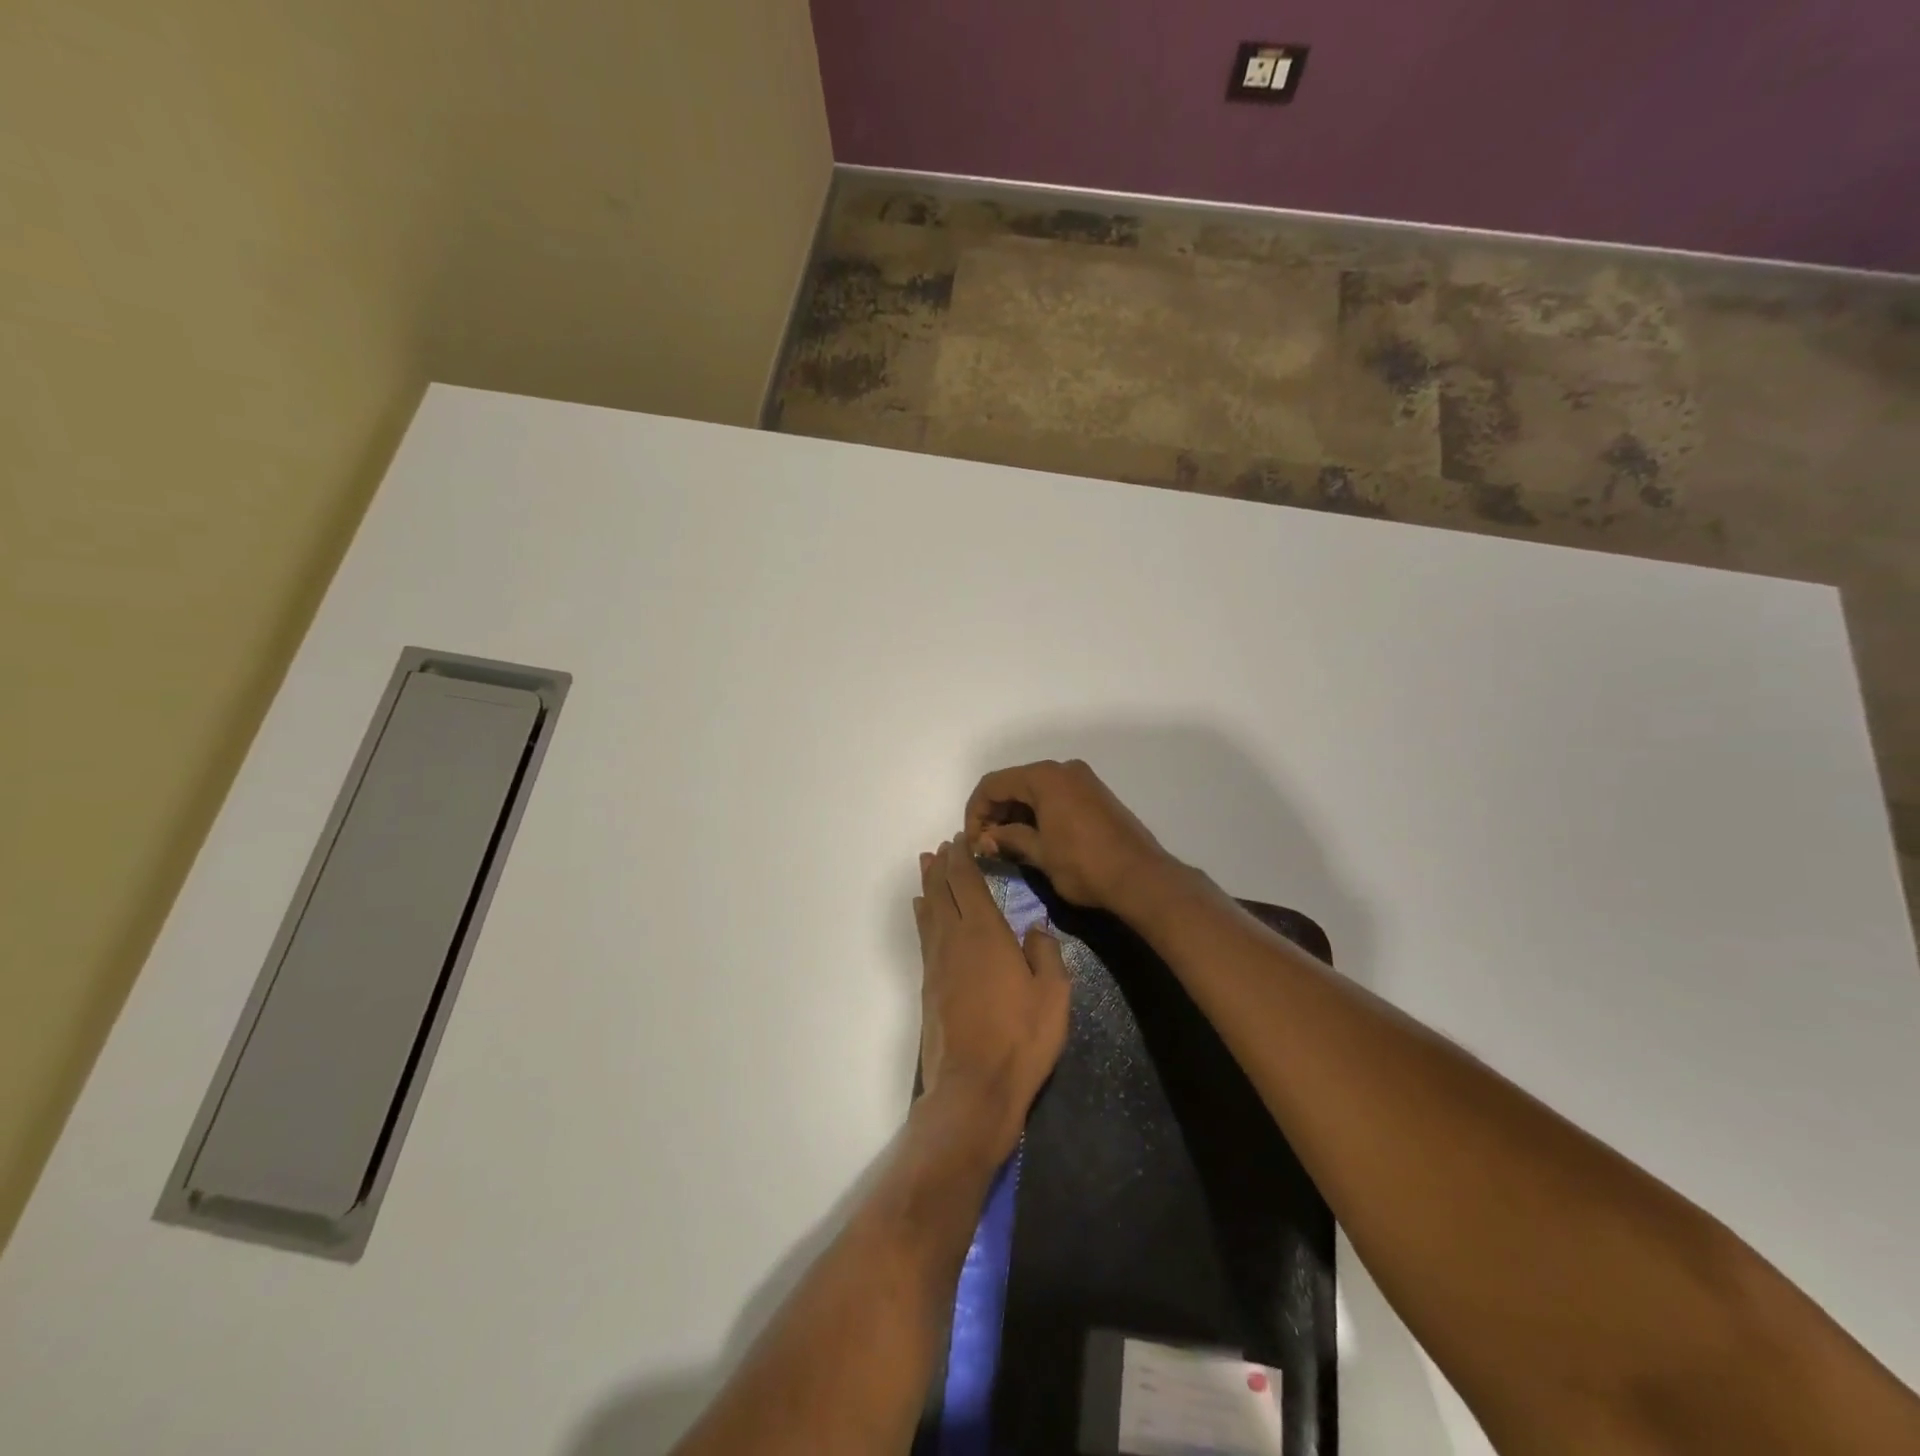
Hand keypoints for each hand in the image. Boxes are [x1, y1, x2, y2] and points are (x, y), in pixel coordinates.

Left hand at [914, 838, 1070, 1160]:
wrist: (974, 1087)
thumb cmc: (1021, 1037)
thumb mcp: (1053, 993)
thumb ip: (1045, 953)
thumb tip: (1035, 927)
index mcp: (985, 932)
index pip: (968, 882)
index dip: (962, 858)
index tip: (959, 840)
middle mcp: (954, 939)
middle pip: (942, 891)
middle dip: (942, 865)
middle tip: (942, 846)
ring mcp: (937, 963)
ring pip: (929, 911)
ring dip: (928, 885)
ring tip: (926, 866)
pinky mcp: (929, 986)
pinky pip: (925, 936)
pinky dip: (923, 916)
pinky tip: (923, 912)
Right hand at [963, 759, 1173, 912]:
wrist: (1141, 878)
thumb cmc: (1084, 865)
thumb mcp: (1039, 853)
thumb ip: (1008, 839)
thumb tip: (984, 839)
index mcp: (1045, 777)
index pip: (993, 784)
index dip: (976, 812)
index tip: (973, 842)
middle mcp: (1063, 770)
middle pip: (1014, 783)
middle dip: (995, 812)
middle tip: (987, 845)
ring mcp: (1083, 780)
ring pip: (1035, 790)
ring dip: (1016, 814)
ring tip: (1007, 846)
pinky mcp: (1096, 795)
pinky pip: (1056, 796)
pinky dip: (1038, 813)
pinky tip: (1033, 839)